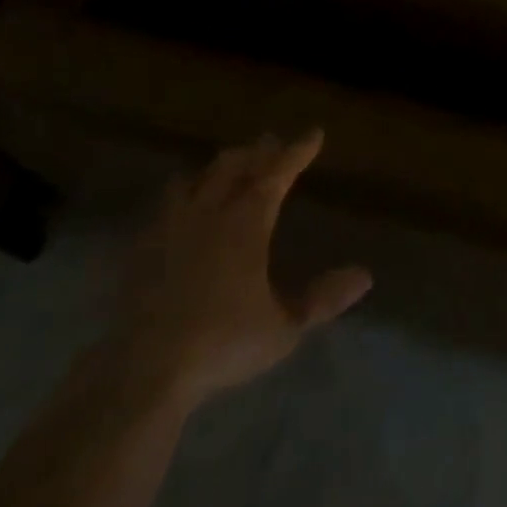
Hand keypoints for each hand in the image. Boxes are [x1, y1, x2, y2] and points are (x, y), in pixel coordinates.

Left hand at [102, 131, 371, 409]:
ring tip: (229, 166)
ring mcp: (170, 227)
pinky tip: (182, 207)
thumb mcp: (284, 328)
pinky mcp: (141, 249)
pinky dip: (183, 194)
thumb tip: (365, 275)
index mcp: (246, 222)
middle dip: (258, 152)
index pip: (277, 173)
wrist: (143, 372)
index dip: (297, 151)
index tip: (314, 133)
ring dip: (218, 167)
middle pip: (234, 166)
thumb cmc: (222, 344)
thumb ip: (322, 300)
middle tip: (272, 143)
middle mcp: (210, 213)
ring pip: (197, 178)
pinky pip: (165, 205)